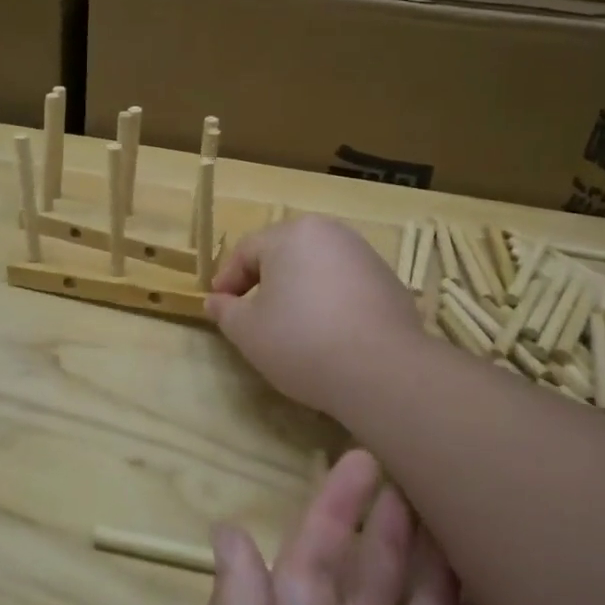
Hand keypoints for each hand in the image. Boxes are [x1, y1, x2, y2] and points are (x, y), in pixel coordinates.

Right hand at [205, 217, 425, 418]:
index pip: (246, 250)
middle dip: (264, 282)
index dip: (228, 279)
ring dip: (298, 292)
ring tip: (291, 329)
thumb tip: (215, 300)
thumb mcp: (247, 331)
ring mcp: (365, 256)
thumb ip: (225, 311)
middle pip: (284, 254)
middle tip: (252, 316)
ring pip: (316, 269)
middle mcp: (330, 233)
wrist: (383, 371)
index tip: (220, 308)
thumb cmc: (301, 341)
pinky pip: (345, 286)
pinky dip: (329, 303)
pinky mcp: (390, 283)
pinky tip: (327, 336)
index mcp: (291, 234)